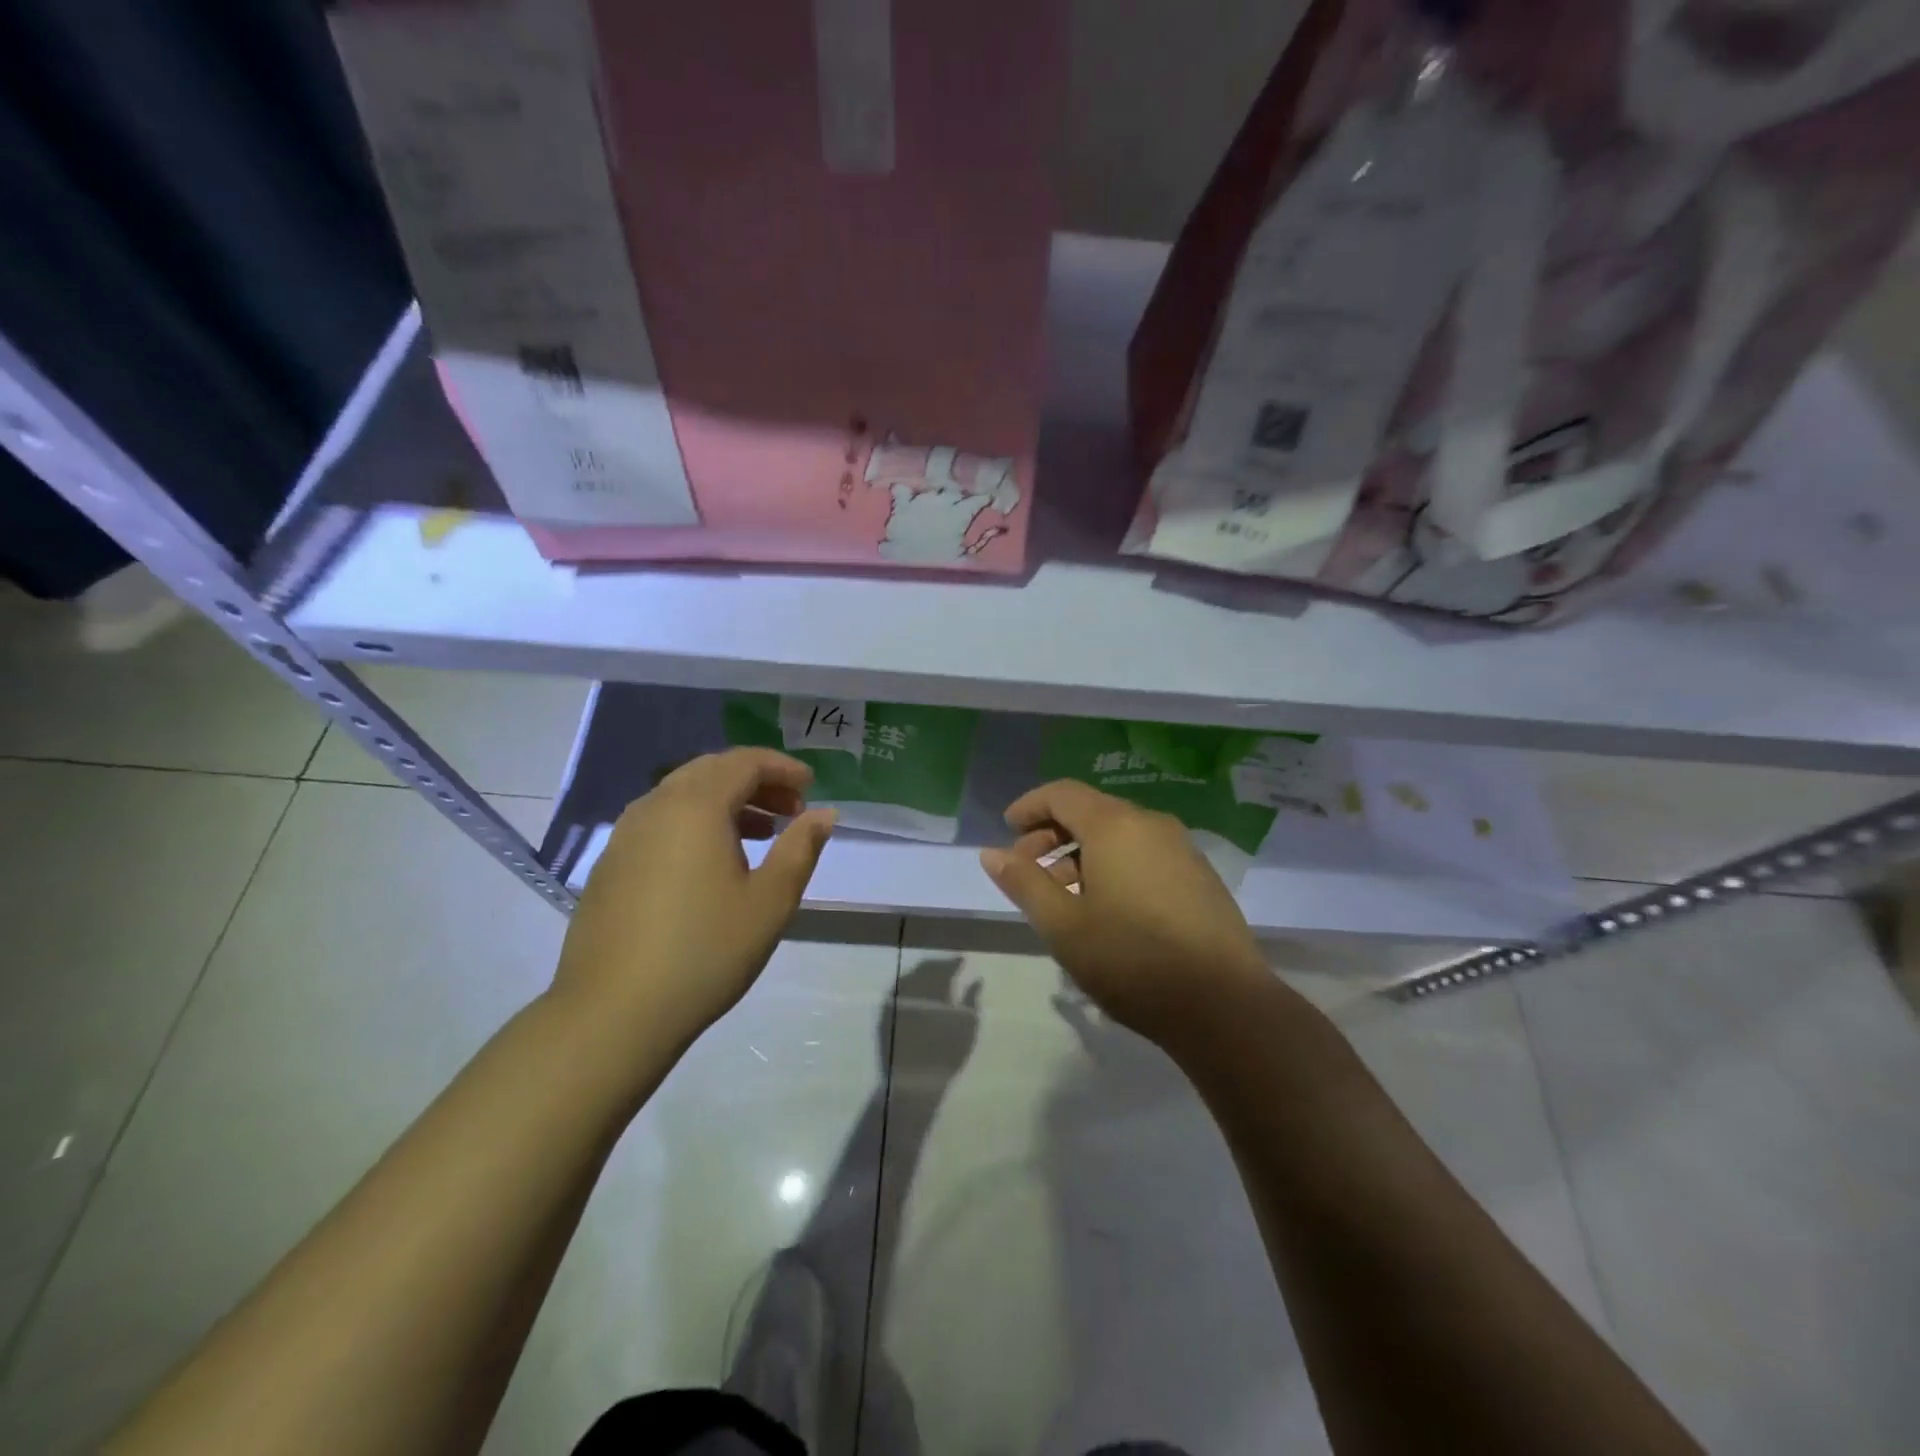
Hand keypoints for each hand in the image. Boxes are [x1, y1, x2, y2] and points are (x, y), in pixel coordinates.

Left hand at [552, 749, 834, 1049]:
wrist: (613, 1012)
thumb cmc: (705, 951)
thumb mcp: (770, 901)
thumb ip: (801, 848)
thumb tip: (824, 814)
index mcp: (696, 806)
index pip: (744, 762)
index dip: (782, 768)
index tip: (811, 787)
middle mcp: (655, 807)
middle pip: (711, 770)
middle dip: (755, 781)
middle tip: (790, 810)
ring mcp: (625, 835)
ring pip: (682, 794)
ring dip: (725, 801)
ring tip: (760, 834)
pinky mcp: (610, 864)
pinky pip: (660, 821)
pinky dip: (695, 822)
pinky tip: (711, 862)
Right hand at [979, 780, 1269, 1041]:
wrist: (1225, 1005)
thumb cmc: (1131, 959)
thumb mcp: (1063, 925)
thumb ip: (1024, 883)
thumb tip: (991, 853)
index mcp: (1115, 825)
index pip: (1062, 794)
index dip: (1029, 806)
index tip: (1007, 830)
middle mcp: (1151, 824)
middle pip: (1091, 811)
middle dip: (1051, 835)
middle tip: (1026, 871)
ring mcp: (1182, 849)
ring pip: (1119, 835)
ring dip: (1081, 854)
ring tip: (1062, 897)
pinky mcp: (1200, 877)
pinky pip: (1144, 854)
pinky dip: (1114, 866)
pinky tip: (1106, 909)